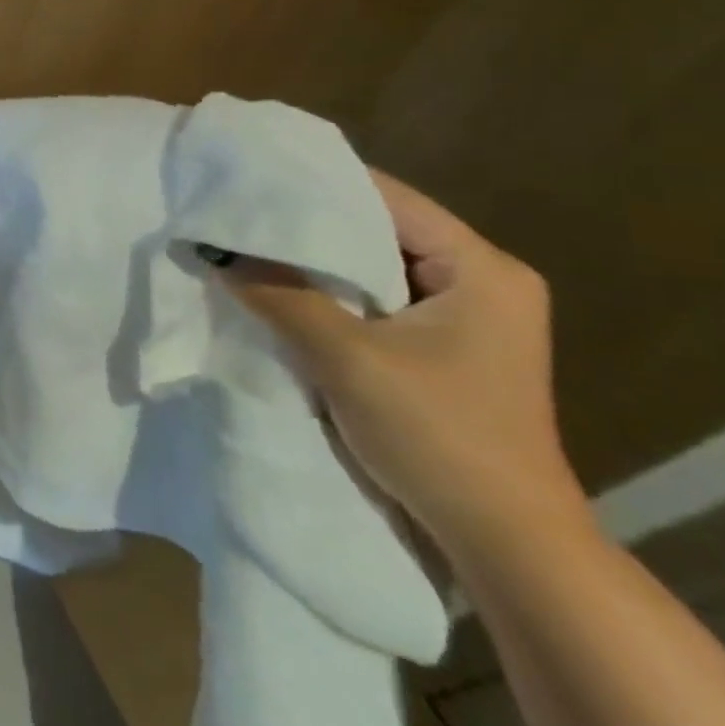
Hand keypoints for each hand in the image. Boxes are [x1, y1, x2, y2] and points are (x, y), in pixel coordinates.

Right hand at [206, 171, 590, 561]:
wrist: (507, 546)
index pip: (387, 198)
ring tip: (249, 247)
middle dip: (309, 226)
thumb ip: (281, 296)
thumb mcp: (347, 359)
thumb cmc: (440, 437)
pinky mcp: (445, 350)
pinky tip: (282, 293)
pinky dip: (332, 297)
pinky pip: (377, 302)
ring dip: (316, 265)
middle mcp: (481, 281)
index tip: (251, 179)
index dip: (317, 185)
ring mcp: (465, 318)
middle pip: (380, 230)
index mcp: (482, 269)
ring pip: (374, 268)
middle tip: (240, 213)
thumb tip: (216, 251)